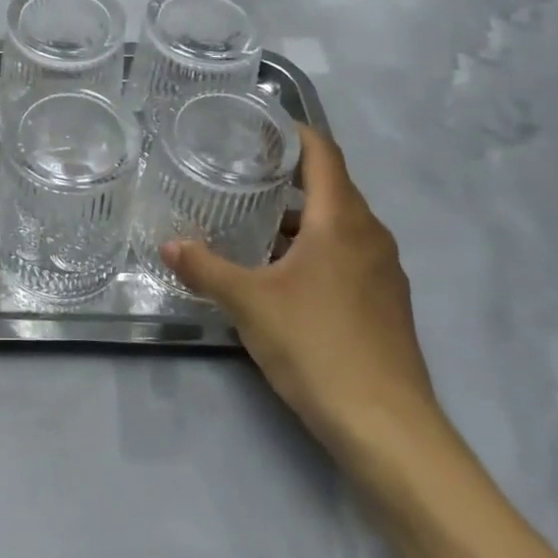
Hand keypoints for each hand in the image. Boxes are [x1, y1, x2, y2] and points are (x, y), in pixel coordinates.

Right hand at [163, 124, 438, 460]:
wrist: (389, 430)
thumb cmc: (318, 347)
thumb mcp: (249, 304)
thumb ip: (206, 269)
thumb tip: (168, 246)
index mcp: (342, 219)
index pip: (322, 151)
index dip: (291, 131)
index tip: (254, 127)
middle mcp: (370, 234)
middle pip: (330, 185)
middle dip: (287, 174)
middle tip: (240, 171)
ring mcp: (384, 270)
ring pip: (339, 223)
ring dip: (300, 216)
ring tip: (253, 222)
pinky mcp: (386, 302)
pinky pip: (348, 253)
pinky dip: (316, 247)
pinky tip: (282, 273)